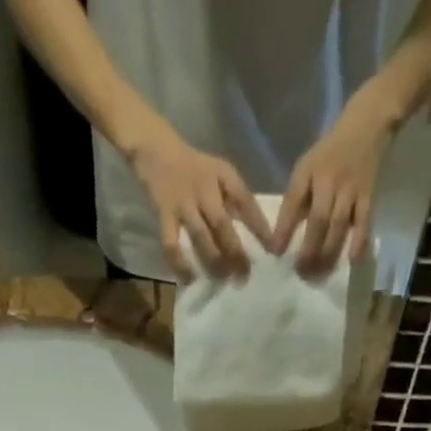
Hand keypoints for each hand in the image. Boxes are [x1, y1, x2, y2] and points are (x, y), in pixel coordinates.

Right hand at [127, 129, 273, 280]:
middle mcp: (203, 188)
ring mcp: (183, 202)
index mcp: (222, 175)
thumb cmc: (195, 169)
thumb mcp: (219, 175)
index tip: (272, 250)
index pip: (245, 201)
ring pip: (200, 236)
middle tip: (244, 275)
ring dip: (213, 261)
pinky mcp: (164, 215)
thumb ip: (234, 200)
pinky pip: (171, 245)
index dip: (259, 227)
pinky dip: (179, 265)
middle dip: (235, 252)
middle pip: (222, 223)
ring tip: (222, 279)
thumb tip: (257, 234)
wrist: (157, 151)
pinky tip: (188, 279)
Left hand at [272, 103, 390, 274]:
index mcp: (308, 171)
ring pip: (339, 225)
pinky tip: (352, 260)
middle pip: (319, 220)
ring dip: (328, 252)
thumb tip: (283, 237)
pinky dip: (359, 241)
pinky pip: (364, 221)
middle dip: (309, 249)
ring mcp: (351, 188)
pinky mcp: (369, 194)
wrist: (367, 124)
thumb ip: (296, 198)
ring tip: (319, 274)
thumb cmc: (329, 153)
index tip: (276, 253)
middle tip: (301, 272)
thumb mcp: (306, 168)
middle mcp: (329, 180)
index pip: (293, 201)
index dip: (284, 228)